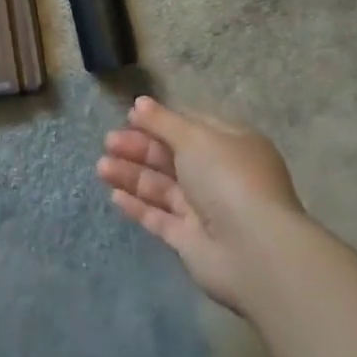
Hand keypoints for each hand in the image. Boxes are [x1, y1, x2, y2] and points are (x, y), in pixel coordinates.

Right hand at [97, 96, 305, 310]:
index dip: (161, 120)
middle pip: (172, 156)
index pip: (192, 126)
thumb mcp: (195, 138)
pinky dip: (138, 206)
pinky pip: (160, 218)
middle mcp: (220, 176)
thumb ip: (163, 121)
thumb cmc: (228, 179)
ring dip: (132, 174)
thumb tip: (139, 103)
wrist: (254, 252)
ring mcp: (206, 210)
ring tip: (101, 166)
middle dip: (139, 147)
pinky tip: (114, 195)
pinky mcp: (192, 241)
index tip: (131, 116)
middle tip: (109, 141)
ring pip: (162, 187)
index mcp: (232, 145)